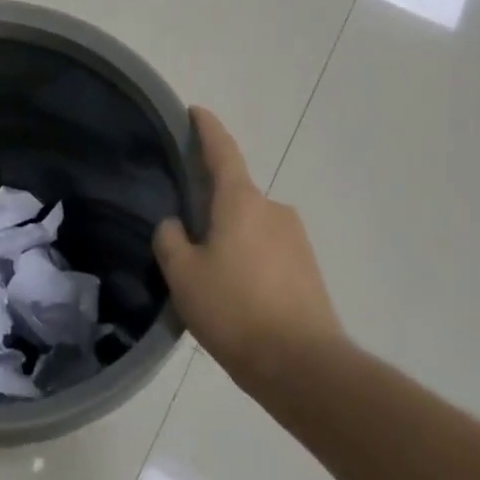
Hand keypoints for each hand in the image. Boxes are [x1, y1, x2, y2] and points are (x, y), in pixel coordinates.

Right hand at [154, 108, 345, 391]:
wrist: (304, 367)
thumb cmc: (234, 310)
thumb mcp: (183, 275)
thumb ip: (171, 240)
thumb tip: (176, 226)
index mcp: (241, 201)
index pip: (221, 151)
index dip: (206, 128)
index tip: (196, 111)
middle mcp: (273, 210)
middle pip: (234, 196)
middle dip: (211, 209)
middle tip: (185, 238)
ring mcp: (296, 240)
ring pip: (250, 228)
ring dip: (230, 241)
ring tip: (209, 280)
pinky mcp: (309, 270)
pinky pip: (267, 253)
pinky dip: (249, 263)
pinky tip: (236, 298)